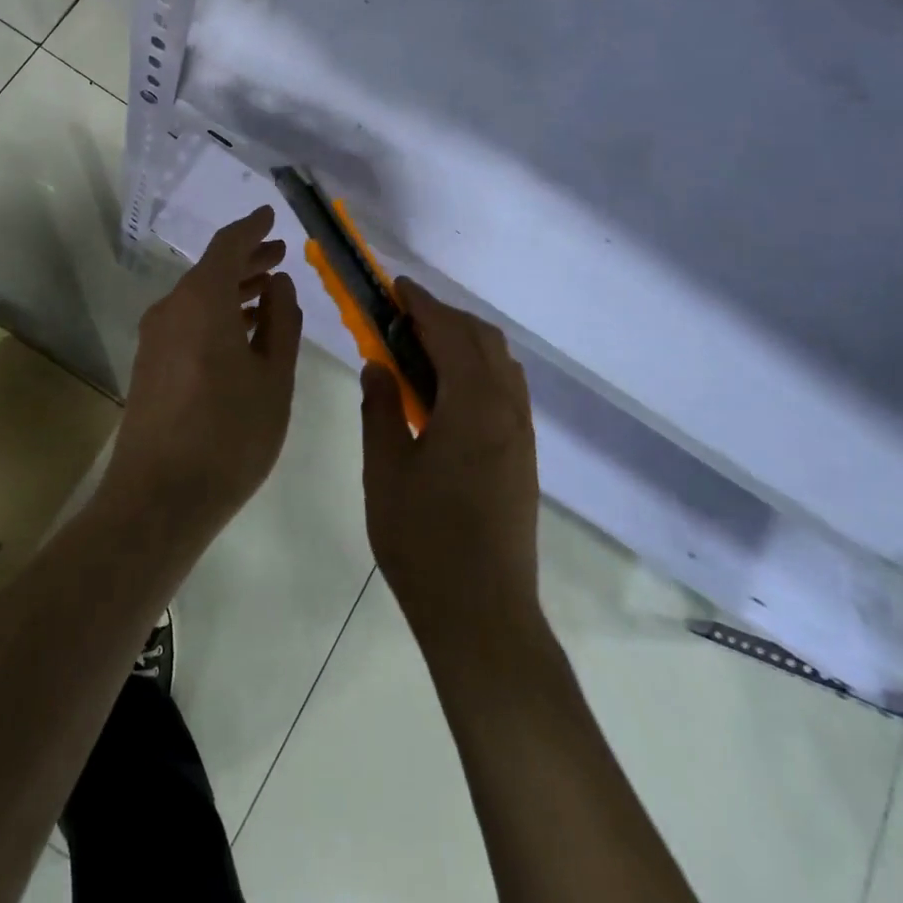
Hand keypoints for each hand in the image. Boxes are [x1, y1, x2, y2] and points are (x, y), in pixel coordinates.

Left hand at [108, 206, 303, 543]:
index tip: (271, 216)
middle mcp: (171, 309)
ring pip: (198, 298)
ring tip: (268, 292)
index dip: (252, 228)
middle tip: (280, 256)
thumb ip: (281, 322)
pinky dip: (217, 315)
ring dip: (233, 289)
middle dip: (247, 260)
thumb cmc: (229, 434)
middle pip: (211, 270)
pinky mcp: (149, 365)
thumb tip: (279, 284)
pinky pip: (187, 322)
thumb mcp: (273, 378)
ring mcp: (155, 338)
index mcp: (202, 300)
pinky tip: (242, 333)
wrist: (158, 498)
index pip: (228, 245)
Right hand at [361, 279, 539, 649]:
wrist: (483, 615)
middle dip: (445, 317)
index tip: (396, 287)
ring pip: (500, 364)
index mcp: (473, 406)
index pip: (449, 332)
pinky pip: (506, 390)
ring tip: (421, 352)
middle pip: (483, 340)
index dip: (422, 304)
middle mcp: (507, 410)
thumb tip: (378, 366)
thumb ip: (380, 409)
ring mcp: (521, 434)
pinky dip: (479, 371)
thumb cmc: (424, 541)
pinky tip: (447, 394)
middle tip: (402, 318)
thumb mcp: (386, 470)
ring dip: (465, 342)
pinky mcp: (524, 457)